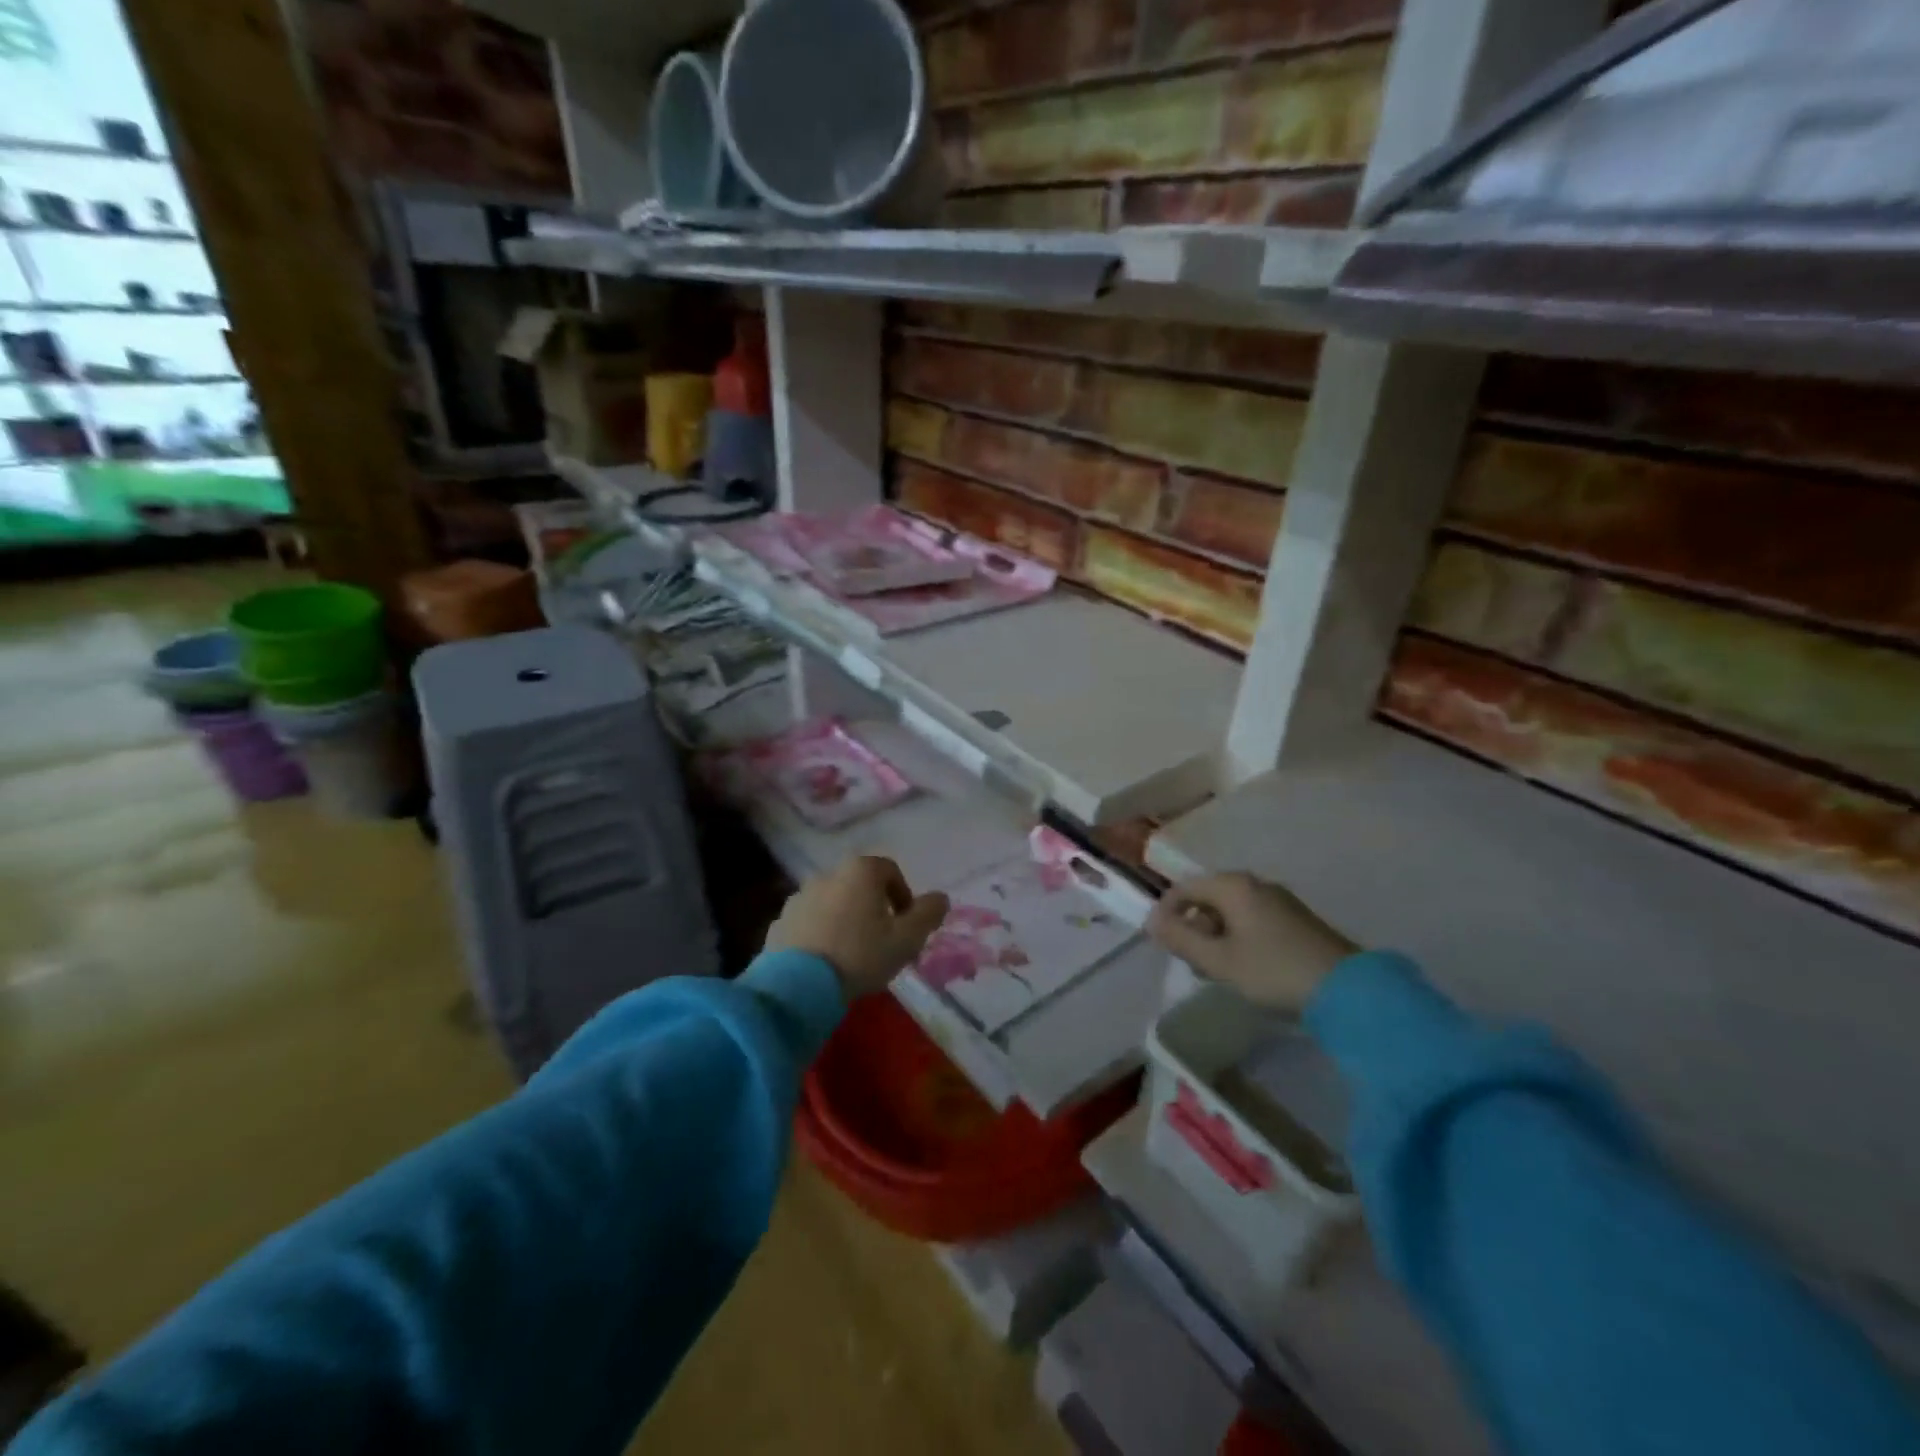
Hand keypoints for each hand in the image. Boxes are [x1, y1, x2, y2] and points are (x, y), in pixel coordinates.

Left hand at [765, 856, 950, 1000]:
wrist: (798, 987)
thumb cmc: (860, 955)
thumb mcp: (907, 939)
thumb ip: (928, 914)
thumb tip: (941, 898)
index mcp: (860, 871)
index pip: (890, 870)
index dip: (903, 896)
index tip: (906, 925)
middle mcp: (827, 874)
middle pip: (859, 886)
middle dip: (874, 909)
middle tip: (882, 941)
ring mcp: (799, 897)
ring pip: (833, 903)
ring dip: (845, 920)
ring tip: (852, 954)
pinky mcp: (779, 922)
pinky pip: (809, 922)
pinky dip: (821, 934)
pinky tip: (826, 962)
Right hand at [1147, 873, 1356, 1012]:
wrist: (1348, 991)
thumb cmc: (1273, 971)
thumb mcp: (1219, 960)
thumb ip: (1180, 939)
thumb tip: (1152, 922)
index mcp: (1233, 885)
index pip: (1184, 888)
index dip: (1166, 913)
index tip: (1161, 944)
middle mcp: (1256, 884)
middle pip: (1208, 897)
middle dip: (1193, 927)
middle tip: (1190, 962)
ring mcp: (1279, 901)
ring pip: (1231, 911)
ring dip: (1215, 936)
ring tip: (1216, 970)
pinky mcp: (1296, 920)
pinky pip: (1252, 920)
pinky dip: (1238, 939)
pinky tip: (1244, 968)